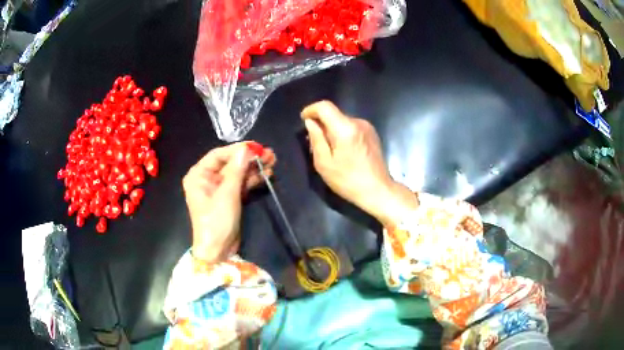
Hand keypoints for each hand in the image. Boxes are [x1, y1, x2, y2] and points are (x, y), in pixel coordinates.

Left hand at [183, 142, 275, 262]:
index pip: (218, 155)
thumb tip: (246, 149)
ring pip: (237, 173)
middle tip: (269, 154)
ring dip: (254, 168)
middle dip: (249, 159)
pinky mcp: (229, 198)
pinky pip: (241, 184)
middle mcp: (207, 179)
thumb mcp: (227, 194)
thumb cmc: (216, 221)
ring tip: (272, 161)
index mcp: (199, 175)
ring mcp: (218, 189)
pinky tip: (266, 174)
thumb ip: (236, 170)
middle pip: (230, 163)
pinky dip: (252, 180)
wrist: (218, 251)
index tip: (256, 147)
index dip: (237, 150)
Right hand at [301, 101, 416, 226]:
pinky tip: (343, 151)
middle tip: (314, 142)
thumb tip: (310, 122)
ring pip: (342, 121)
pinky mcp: (372, 134)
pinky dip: (343, 133)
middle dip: (321, 123)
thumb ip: (316, 139)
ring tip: (329, 150)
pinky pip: (352, 127)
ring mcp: (367, 127)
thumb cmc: (348, 180)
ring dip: (332, 129)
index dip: (311, 109)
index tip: (303, 119)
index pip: (325, 107)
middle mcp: (358, 122)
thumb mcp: (324, 163)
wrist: (378, 190)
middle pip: (334, 114)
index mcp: (345, 128)